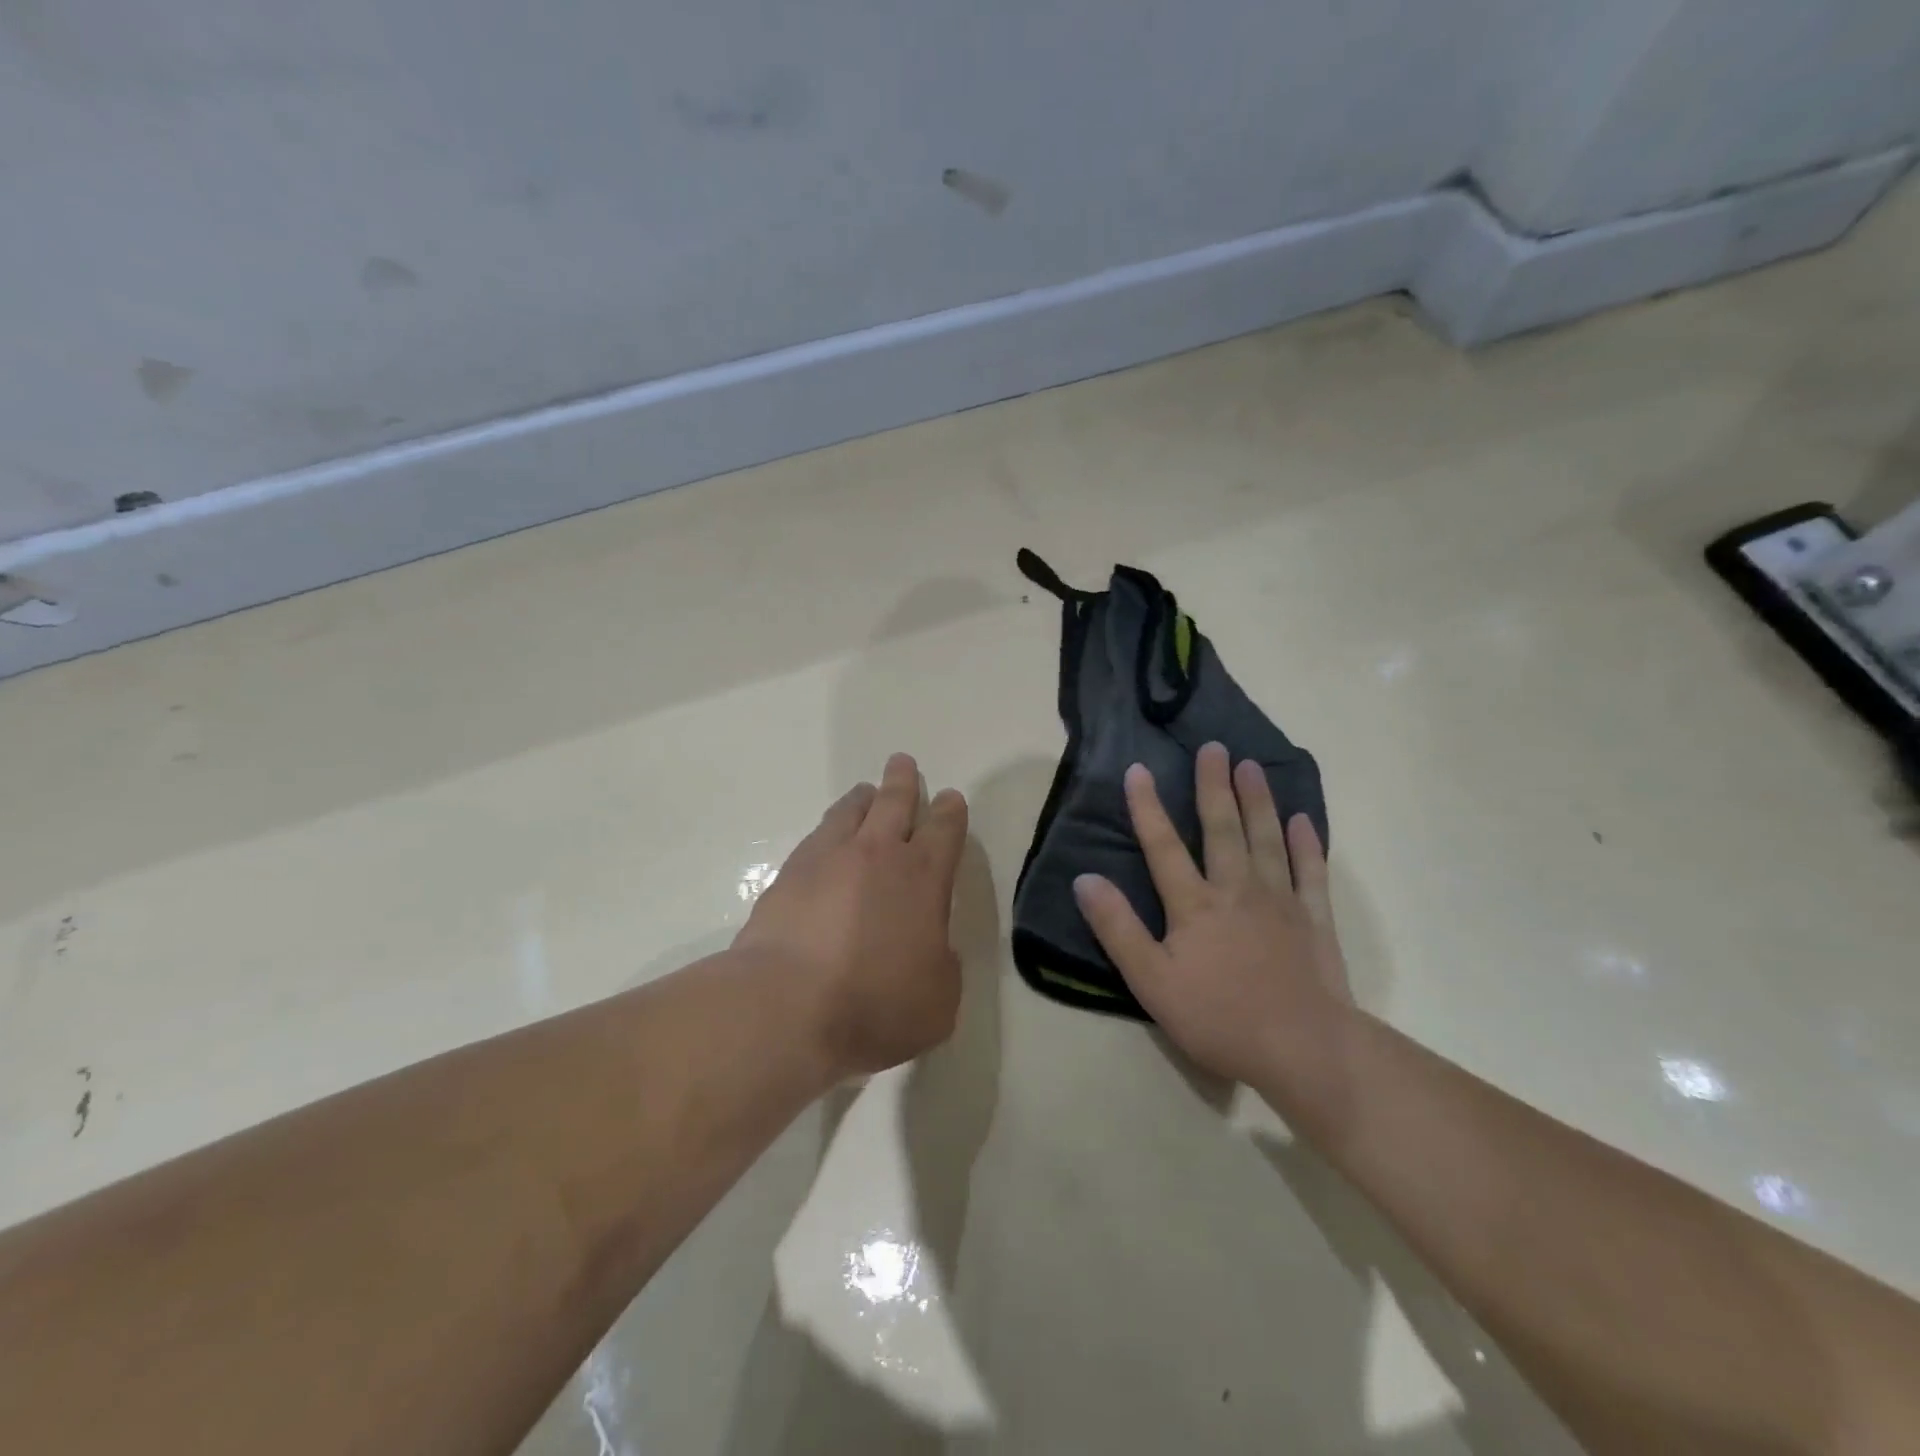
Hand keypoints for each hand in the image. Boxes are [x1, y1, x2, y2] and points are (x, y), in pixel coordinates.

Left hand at [735, 753, 968, 1077]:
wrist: (786, 1007)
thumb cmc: (876, 1006)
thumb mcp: (938, 999)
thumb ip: (942, 964)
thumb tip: (931, 947)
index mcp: (923, 877)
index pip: (944, 829)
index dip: (950, 811)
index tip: (949, 798)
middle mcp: (878, 855)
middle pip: (894, 802)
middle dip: (902, 781)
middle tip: (903, 764)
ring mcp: (828, 859)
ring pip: (849, 812)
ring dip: (862, 798)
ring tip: (865, 792)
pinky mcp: (788, 875)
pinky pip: (816, 838)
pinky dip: (828, 830)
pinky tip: (826, 840)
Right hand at [1073, 741, 1349, 1086]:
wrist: (1303, 1050)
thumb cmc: (1219, 1018)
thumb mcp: (1151, 981)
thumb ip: (1118, 928)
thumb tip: (1085, 880)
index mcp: (1194, 905)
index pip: (1163, 847)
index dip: (1147, 808)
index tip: (1138, 769)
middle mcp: (1236, 890)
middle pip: (1222, 829)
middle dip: (1214, 786)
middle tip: (1214, 748)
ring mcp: (1280, 901)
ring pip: (1266, 839)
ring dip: (1258, 801)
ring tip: (1252, 766)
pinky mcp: (1315, 919)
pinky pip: (1311, 872)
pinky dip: (1306, 844)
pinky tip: (1303, 820)